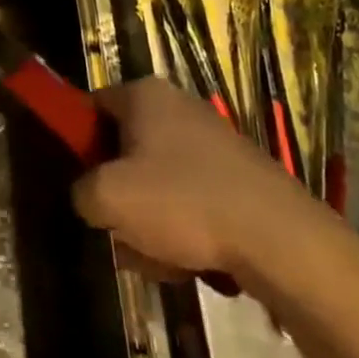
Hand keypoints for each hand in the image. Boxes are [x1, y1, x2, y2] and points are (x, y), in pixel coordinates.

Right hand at [72, 78, 328, 290]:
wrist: (279, 239)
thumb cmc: (183, 203)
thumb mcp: (108, 199)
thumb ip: (81, 191)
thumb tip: (90, 196)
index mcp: (144, 95)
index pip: (91, 106)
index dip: (78, 142)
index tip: (80, 181)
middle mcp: (178, 106)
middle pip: (124, 150)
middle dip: (119, 195)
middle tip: (120, 229)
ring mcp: (212, 140)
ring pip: (157, 183)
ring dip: (149, 222)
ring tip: (161, 258)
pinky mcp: (238, 175)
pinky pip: (191, 199)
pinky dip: (185, 229)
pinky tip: (192, 262)